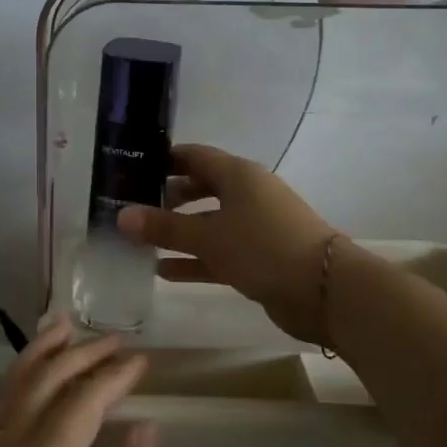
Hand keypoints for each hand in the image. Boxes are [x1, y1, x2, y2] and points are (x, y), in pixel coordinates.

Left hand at [0, 318, 157, 446]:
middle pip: (39, 387)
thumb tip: (146, 427)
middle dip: (78, 356)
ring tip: (63, 327)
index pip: (78, 405)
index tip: (142, 358)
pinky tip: (34, 383)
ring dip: (38, 358)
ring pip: (8, 394)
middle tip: (116, 338)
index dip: (111, 377)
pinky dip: (18, 386)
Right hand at [118, 142, 338, 343]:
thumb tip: (121, 216)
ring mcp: (255, 227)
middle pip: (200, 189)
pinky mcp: (259, 258)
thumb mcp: (208, 236)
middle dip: (168, 198)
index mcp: (238, 175)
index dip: (165, 160)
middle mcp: (247, 195)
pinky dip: (194, 260)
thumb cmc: (263, 247)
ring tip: (140, 241)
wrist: (324, 290)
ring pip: (208, 224)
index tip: (133, 168)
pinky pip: (218, 253)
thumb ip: (164, 227)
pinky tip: (164, 271)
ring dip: (178, 233)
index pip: (194, 156)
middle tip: (133, 207)